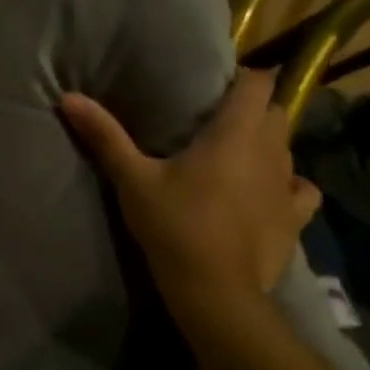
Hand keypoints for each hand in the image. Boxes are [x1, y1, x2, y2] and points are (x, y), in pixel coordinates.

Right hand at [61, 71, 319, 326]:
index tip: (217, 86)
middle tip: (219, 121)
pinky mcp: (295, 218)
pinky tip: (269, 193)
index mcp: (235, 132)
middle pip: (276, 112)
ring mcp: (287, 185)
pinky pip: (301, 189)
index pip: (257, 83)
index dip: (242, 77)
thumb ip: (105, 136)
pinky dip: (288, 185)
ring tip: (239, 156)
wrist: (215, 291)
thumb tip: (68, 98)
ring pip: (288, 148)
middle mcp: (271, 151)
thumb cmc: (174, 226)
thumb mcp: (132, 179)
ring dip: (268, 145)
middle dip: (254, 110)